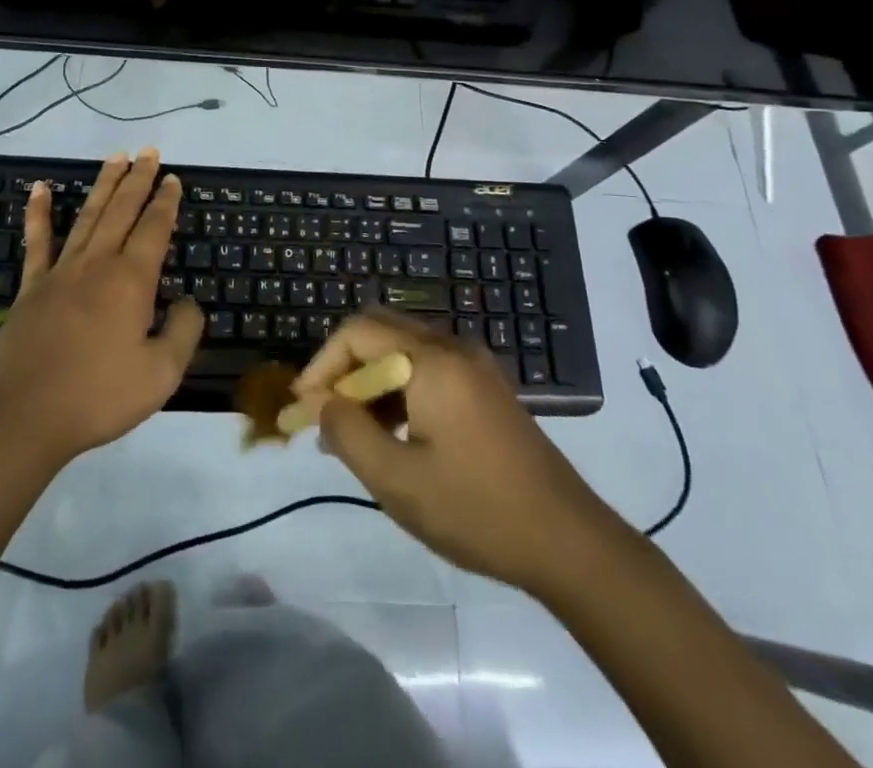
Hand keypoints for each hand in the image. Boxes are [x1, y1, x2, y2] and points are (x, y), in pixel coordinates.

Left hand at [0, 150, 202, 467]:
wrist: (24, 418)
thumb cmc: (98, 397)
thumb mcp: (160, 374)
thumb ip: (183, 332)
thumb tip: (188, 302)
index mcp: (131, 281)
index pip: (154, 228)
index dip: (166, 202)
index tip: (173, 179)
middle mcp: (98, 264)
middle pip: (122, 210)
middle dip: (138, 179)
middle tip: (150, 152)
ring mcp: (61, 272)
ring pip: (88, 216)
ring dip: (103, 185)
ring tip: (115, 157)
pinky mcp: (32, 287)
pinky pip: (37, 242)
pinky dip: (39, 213)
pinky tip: (40, 188)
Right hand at [295, 310, 611, 591]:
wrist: (569, 542)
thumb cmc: (477, 510)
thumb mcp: (398, 481)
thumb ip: (348, 433)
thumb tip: (319, 402)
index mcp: (432, 360)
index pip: (358, 332)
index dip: (322, 364)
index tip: (303, 407)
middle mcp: (454, 348)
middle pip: (381, 331)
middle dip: (344, 367)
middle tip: (324, 414)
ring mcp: (475, 366)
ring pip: (404, 349)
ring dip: (371, 379)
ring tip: (352, 432)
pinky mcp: (487, 388)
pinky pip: (428, 368)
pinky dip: (399, 388)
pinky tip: (393, 434)